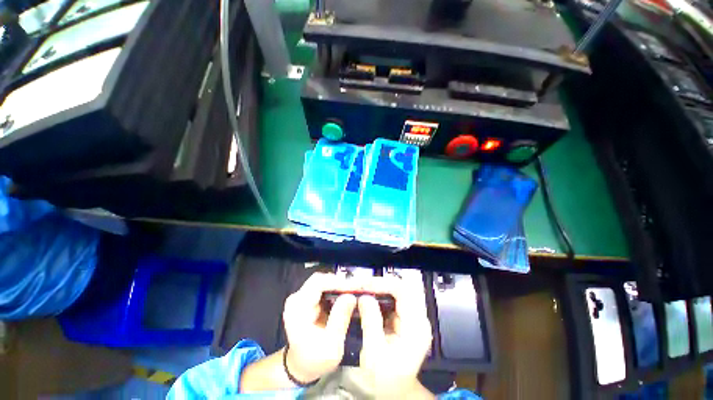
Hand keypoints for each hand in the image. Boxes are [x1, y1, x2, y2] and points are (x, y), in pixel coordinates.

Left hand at [282, 273, 356, 382]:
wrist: (302, 366)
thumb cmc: (315, 360)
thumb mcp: (331, 345)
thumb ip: (340, 319)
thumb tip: (351, 296)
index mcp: (298, 309)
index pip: (317, 284)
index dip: (337, 282)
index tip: (355, 286)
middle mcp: (297, 298)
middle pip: (320, 279)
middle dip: (340, 281)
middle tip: (358, 287)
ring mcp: (302, 297)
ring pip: (324, 281)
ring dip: (340, 284)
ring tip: (356, 289)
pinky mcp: (309, 298)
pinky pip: (325, 287)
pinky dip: (337, 289)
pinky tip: (348, 294)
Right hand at [358, 276, 434, 398]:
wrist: (396, 391)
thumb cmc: (386, 378)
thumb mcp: (375, 353)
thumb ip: (371, 322)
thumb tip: (365, 297)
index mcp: (415, 326)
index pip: (403, 291)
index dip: (383, 284)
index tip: (364, 285)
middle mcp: (417, 318)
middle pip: (401, 288)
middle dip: (379, 284)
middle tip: (361, 286)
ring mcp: (412, 317)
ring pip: (397, 292)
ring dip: (379, 289)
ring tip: (362, 290)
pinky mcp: (405, 318)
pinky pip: (393, 300)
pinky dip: (380, 296)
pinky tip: (368, 299)